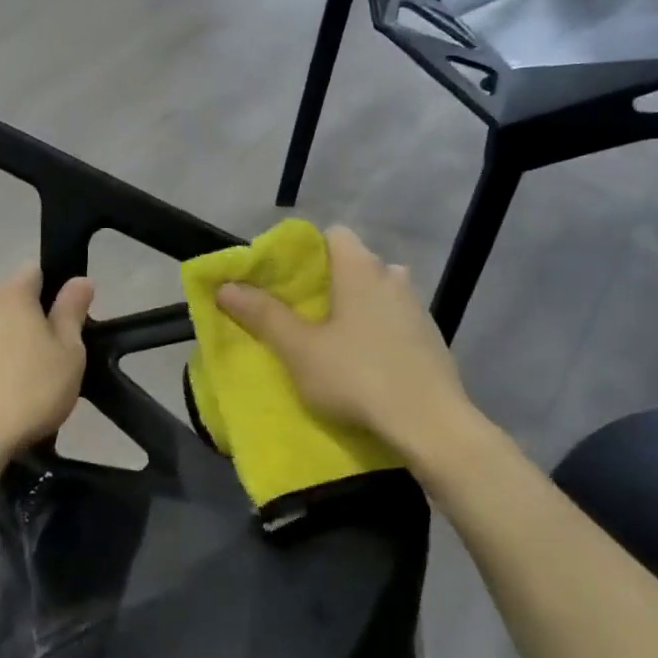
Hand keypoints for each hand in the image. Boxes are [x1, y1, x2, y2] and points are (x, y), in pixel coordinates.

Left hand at [0, 266, 93, 460]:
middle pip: (9, 303)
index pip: (34, 273)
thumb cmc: (30, 393)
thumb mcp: (69, 354)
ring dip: (2, 343)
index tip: (63, 324)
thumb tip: (80, 280)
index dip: (52, 292)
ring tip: (18, 383)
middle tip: (46, 360)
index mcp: (11, 297)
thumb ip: (72, 312)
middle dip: (27, 321)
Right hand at [217, 225, 474, 463]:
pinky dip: (379, 330)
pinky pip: (396, 320)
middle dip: (329, 282)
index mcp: (361, 268)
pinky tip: (367, 361)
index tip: (285, 280)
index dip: (306, 252)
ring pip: (379, 292)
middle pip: (356, 264)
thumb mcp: (300, 350)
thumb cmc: (356, 377)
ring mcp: (418, 307)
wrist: (429, 423)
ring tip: (333, 339)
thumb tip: (226, 287)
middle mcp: (393, 276)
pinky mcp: (432, 337)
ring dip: (357, 307)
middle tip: (303, 313)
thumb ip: (263, 315)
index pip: (333, 234)